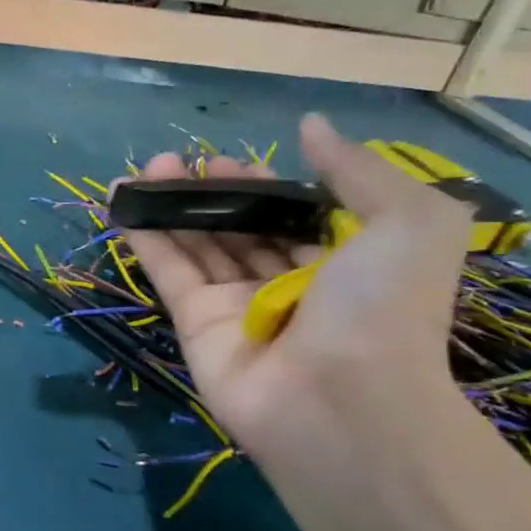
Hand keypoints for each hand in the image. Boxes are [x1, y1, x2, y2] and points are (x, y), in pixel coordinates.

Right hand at [121, 114, 473, 460]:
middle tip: (178, 162)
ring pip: (198, 245)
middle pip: (240, 229)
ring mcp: (238, 306)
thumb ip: (357, 170)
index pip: (292, 217)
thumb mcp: (407, 223)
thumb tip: (308, 126)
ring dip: (172, 206)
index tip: (227, 160)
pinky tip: (123, 201)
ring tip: (146, 169)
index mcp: (344, 265)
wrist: (341, 404)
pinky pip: (168, 271)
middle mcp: (288, 284)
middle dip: (209, 194)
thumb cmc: (382, 308)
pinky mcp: (194, 323)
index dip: (260, 187)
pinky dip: (144, 236)